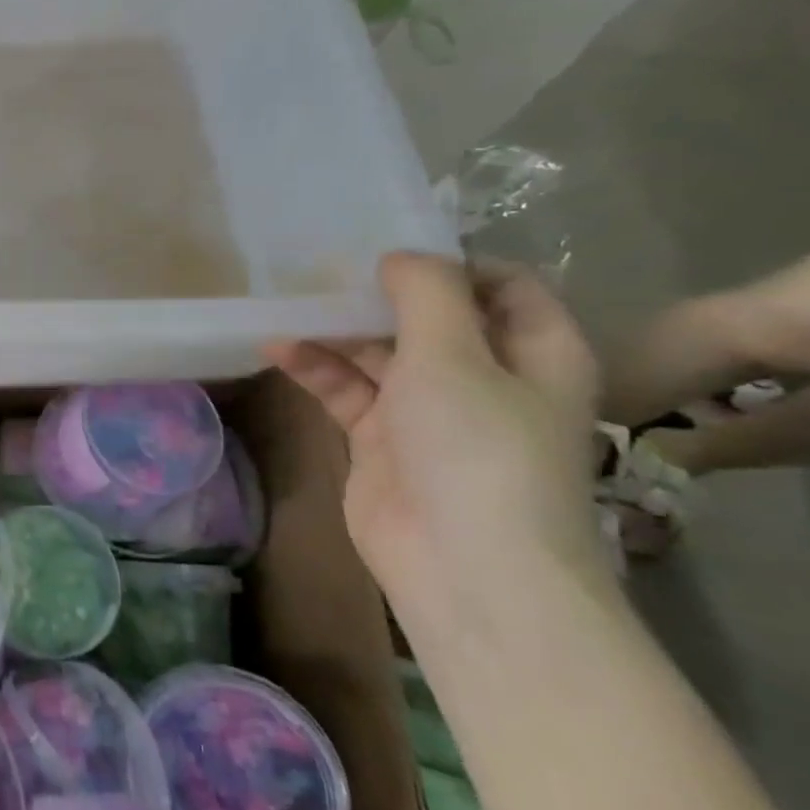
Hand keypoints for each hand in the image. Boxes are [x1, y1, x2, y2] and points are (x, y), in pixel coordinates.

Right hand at [265, 253, 611, 629]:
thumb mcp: (454, 355)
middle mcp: (484, 377)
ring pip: (379, 353)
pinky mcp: (380, 440)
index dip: (450, 263)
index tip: (388, 246)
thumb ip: (426, 294)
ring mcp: (428, 412)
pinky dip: (314, 368)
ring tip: (286, 306)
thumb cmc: (476, 447)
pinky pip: (345, 390)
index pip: (503, 286)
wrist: (462, 563)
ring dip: (336, 331)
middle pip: (429, 319)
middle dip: (377, 294)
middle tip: (319, 269)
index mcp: (533, 352)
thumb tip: (400, 256)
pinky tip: (276, 349)